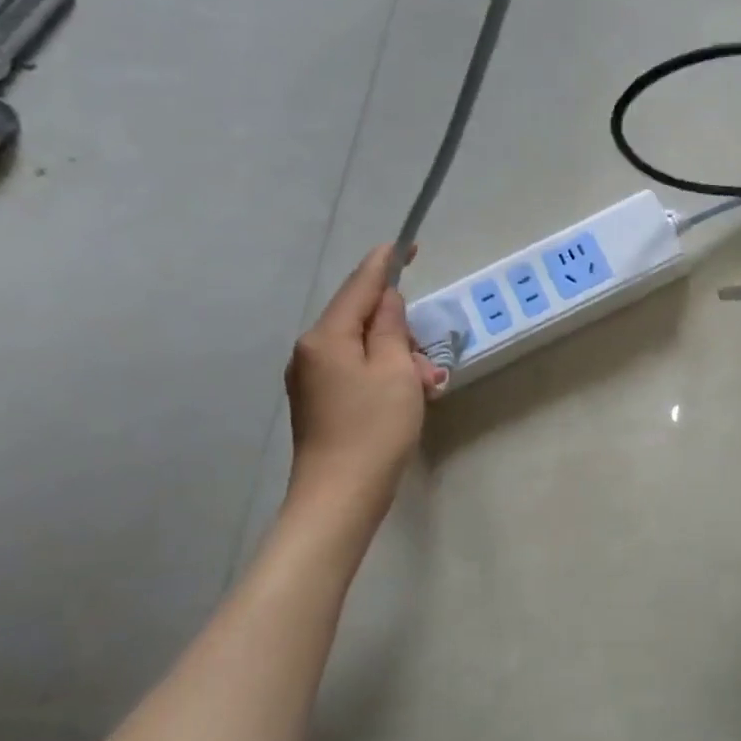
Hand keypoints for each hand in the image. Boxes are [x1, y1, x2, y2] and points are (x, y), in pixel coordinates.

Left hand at [285, 244, 439, 509]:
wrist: (340, 496)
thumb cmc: (374, 428)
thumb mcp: (395, 370)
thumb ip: (390, 326)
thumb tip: (386, 300)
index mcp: (327, 336)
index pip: (360, 285)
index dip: (385, 262)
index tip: (407, 244)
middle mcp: (311, 351)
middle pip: (361, 318)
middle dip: (399, 328)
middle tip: (428, 360)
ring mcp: (312, 378)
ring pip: (362, 347)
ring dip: (397, 357)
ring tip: (425, 389)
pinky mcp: (320, 402)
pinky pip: (356, 371)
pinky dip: (384, 375)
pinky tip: (407, 398)